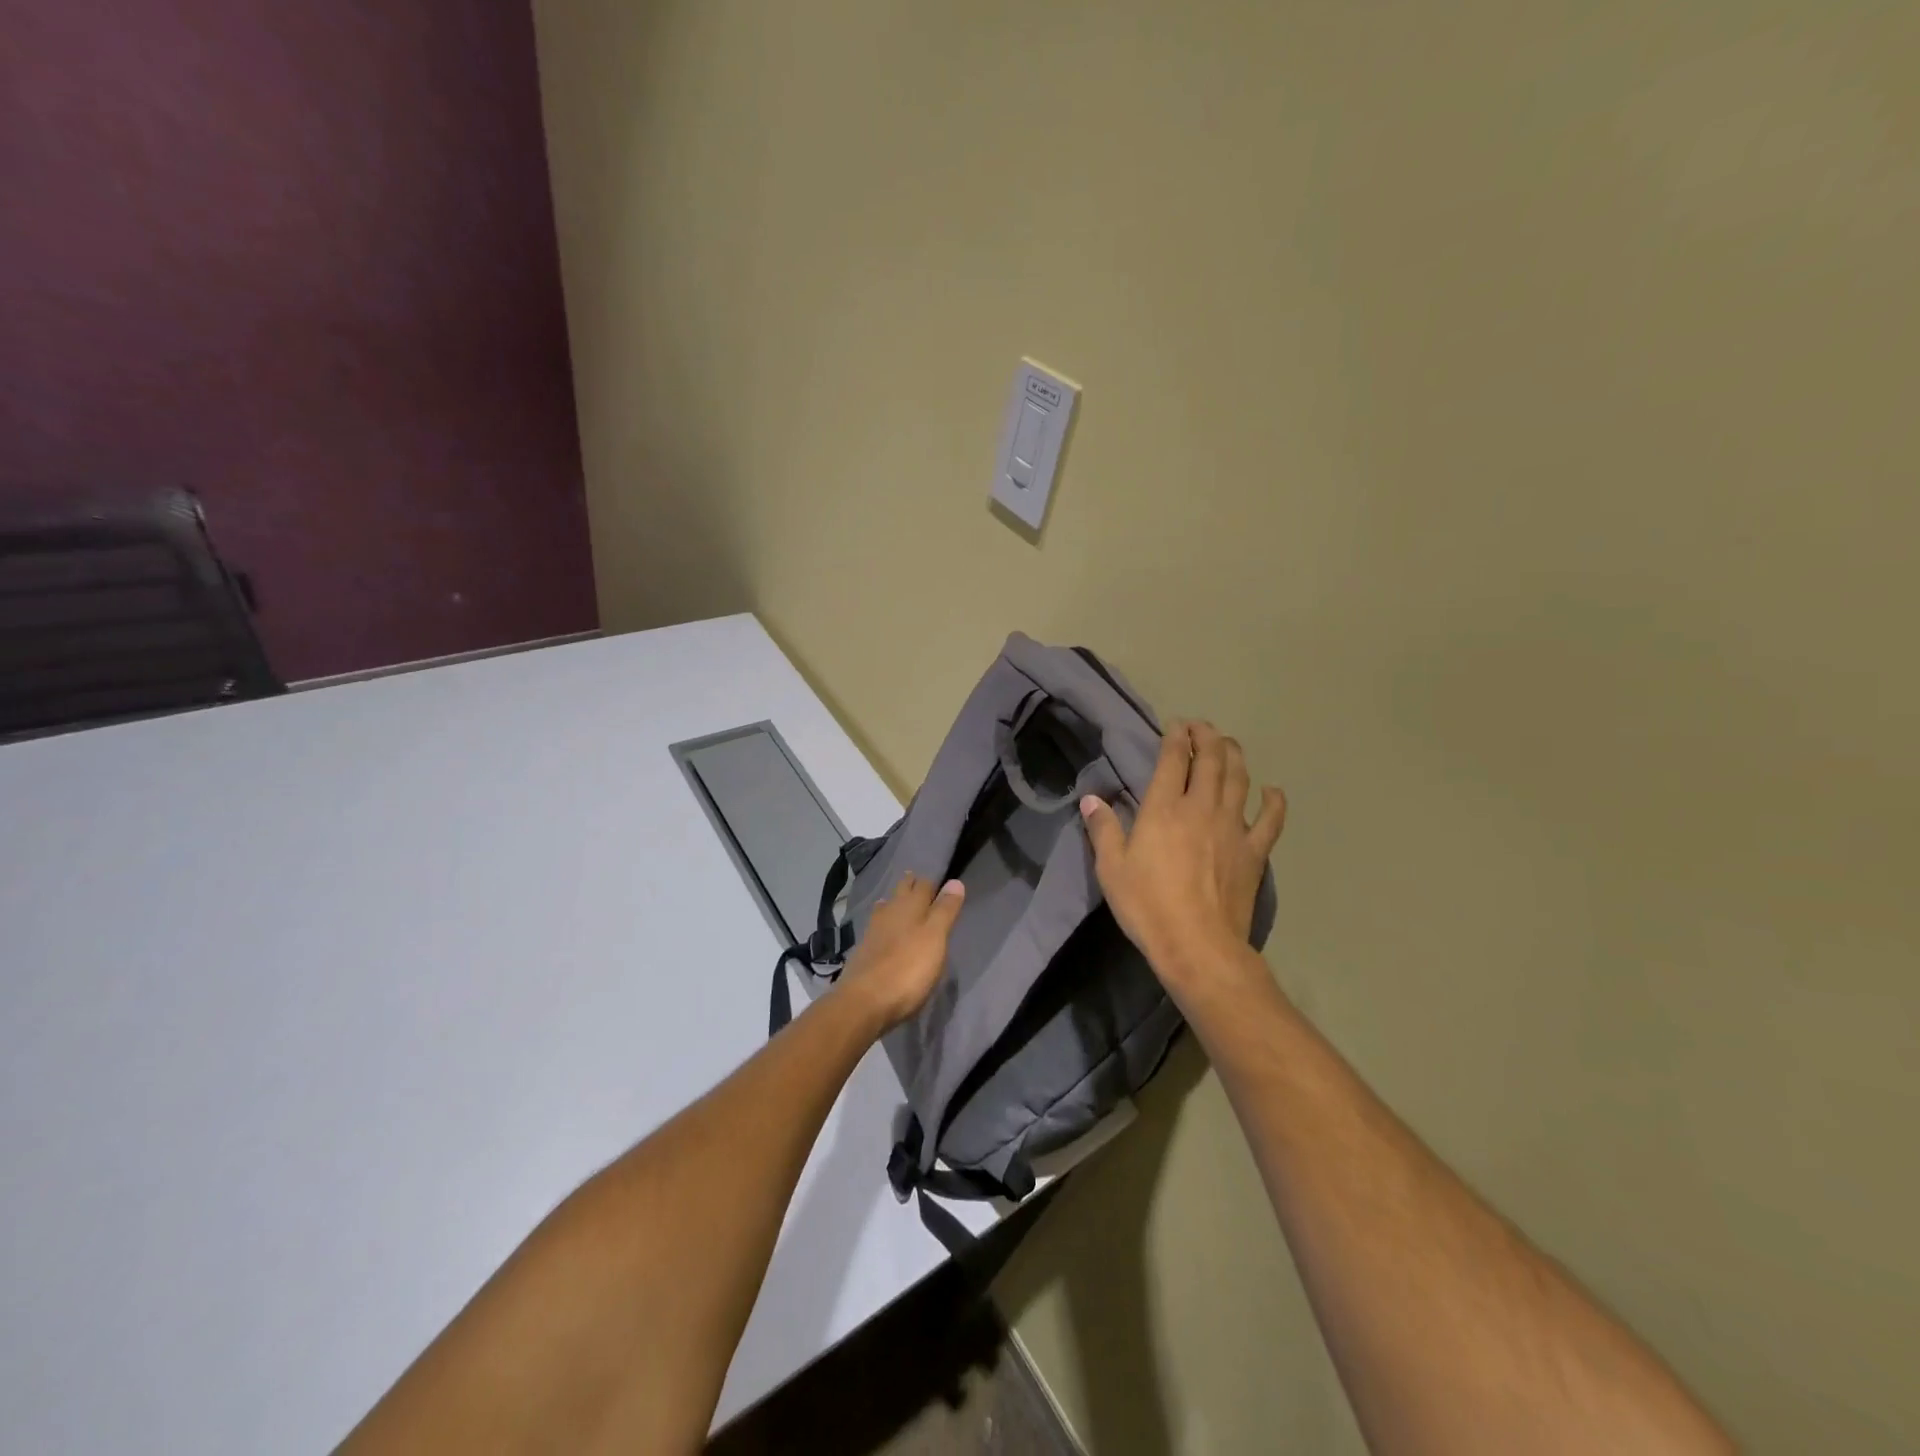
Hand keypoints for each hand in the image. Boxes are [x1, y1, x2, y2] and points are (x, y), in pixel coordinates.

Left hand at [835, 871, 965, 1033]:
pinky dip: (881, 921)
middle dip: (909, 885)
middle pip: (901, 893)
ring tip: (896, 898)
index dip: (931, 882)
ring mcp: (873, 931)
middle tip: (915, 878)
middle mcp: (890, 913)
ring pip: (885, 908)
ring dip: (893, 901)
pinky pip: (875, 926)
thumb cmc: (908, 969)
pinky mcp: (863, 950)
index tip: (938, 880)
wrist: (865, 1001)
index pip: (923, 886)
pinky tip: (880, 927)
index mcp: (910, 907)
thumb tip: (955, 881)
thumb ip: (945, 911)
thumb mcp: (935, 938)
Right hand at [1080, 721, 1285, 988]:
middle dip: (1207, 737)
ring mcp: (1233, 828)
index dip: (1176, 737)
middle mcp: (1202, 807)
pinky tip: (1272, 791)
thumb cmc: (1147, 905)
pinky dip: (1273, 801)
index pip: (1174, 759)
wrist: (1198, 945)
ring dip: (1235, 756)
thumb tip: (1091, 799)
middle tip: (1202, 727)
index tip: (1176, 725)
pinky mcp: (1254, 852)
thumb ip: (1103, 829)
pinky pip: (1270, 819)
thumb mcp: (1111, 868)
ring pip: (1240, 779)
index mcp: (1164, 808)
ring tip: (1229, 745)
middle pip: (1212, 760)